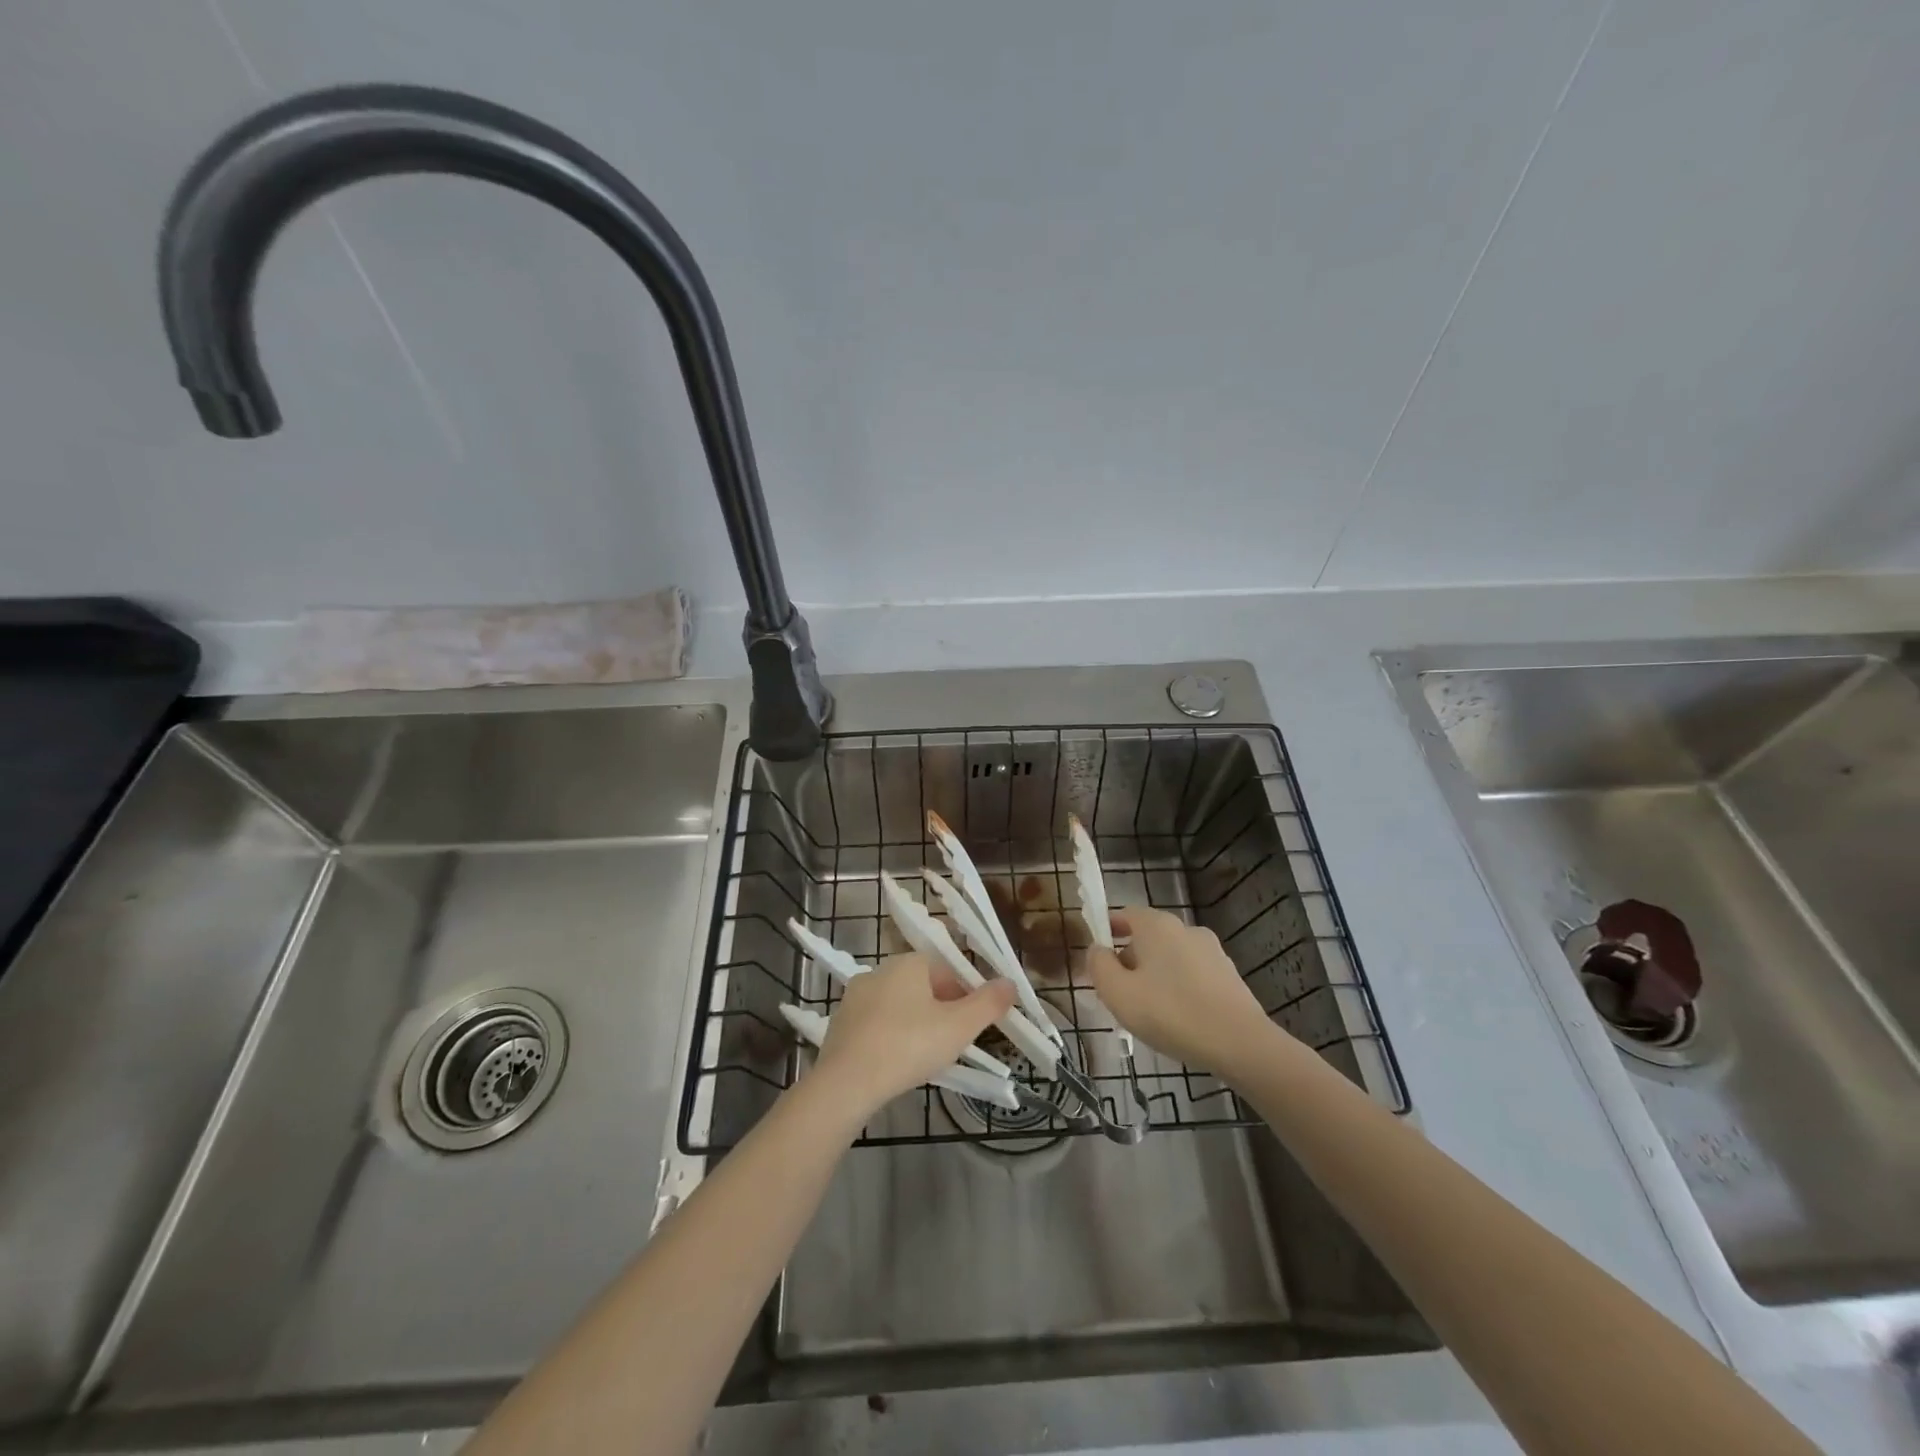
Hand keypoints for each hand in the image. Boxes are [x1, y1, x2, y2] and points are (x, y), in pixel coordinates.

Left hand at [810, 954, 1017, 1115]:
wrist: (847, 1082)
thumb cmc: (909, 1046)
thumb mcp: (960, 1027)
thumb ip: (989, 1003)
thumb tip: (1010, 983)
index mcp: (909, 962)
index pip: (947, 970)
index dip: (966, 996)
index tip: (973, 1025)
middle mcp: (880, 970)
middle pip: (923, 986)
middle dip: (942, 1010)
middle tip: (953, 1044)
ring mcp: (855, 996)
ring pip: (899, 1006)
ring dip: (916, 1024)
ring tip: (927, 1057)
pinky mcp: (840, 1023)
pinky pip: (877, 1025)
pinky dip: (891, 1038)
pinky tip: (897, 1063)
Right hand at [1088, 906, 1277, 1075]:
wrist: (1241, 1043)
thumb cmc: (1171, 1013)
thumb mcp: (1118, 993)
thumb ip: (1099, 966)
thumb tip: (1097, 950)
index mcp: (1156, 925)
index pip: (1125, 914)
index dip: (1108, 931)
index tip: (1097, 956)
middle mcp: (1185, 929)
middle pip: (1148, 937)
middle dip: (1130, 959)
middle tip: (1118, 991)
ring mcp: (1212, 951)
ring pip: (1170, 957)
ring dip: (1155, 975)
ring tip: (1147, 1010)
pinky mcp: (1229, 975)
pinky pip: (1192, 975)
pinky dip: (1179, 988)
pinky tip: (1177, 1018)